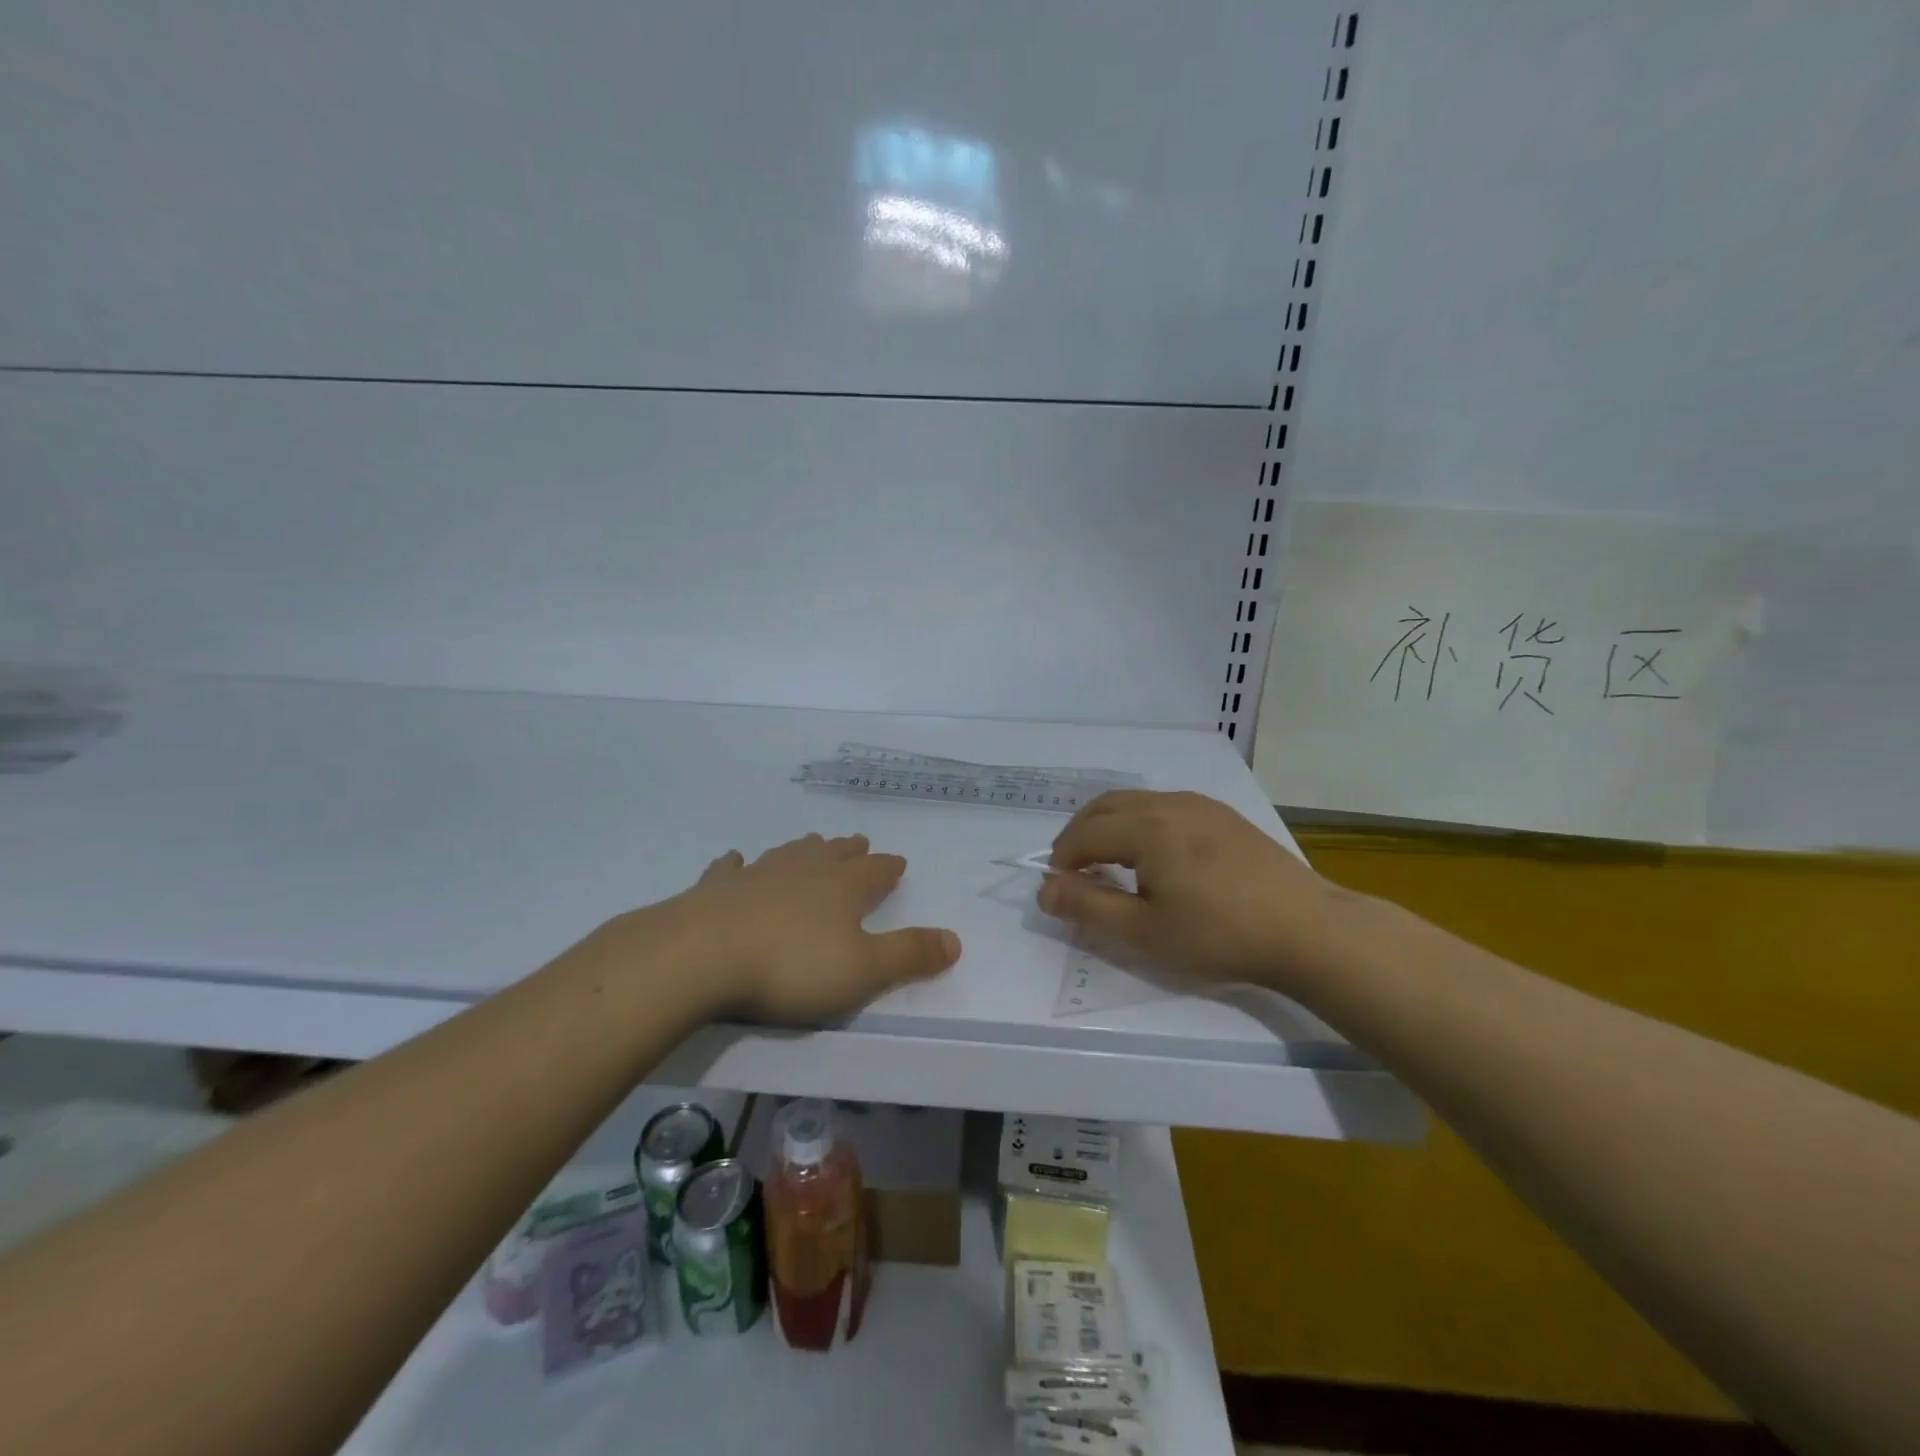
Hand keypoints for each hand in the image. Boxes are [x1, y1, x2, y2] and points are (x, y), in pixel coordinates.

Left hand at [659, 832, 960, 1023]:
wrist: (701, 957)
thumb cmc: (791, 967)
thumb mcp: (863, 970)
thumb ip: (910, 954)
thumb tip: (956, 940)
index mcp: (843, 887)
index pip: (875, 871)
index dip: (888, 868)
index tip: (897, 862)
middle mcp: (804, 871)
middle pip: (834, 855)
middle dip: (850, 852)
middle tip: (859, 844)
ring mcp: (758, 875)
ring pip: (789, 855)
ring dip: (804, 850)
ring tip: (812, 844)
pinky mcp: (716, 889)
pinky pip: (732, 869)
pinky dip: (738, 865)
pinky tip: (736, 860)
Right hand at [1039, 790, 1363, 992]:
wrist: (1308, 929)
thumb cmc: (1219, 935)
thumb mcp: (1144, 931)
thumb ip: (1087, 906)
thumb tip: (1044, 887)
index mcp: (1146, 827)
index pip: (1084, 833)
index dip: (1062, 859)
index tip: (1059, 890)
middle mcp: (1169, 803)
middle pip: (1105, 807)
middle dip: (1080, 835)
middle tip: (1076, 873)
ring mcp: (1201, 805)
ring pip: (1136, 803)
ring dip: (1110, 827)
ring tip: (1112, 866)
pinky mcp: (1224, 816)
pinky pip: (1165, 807)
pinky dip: (1141, 824)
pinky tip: (1158, 858)